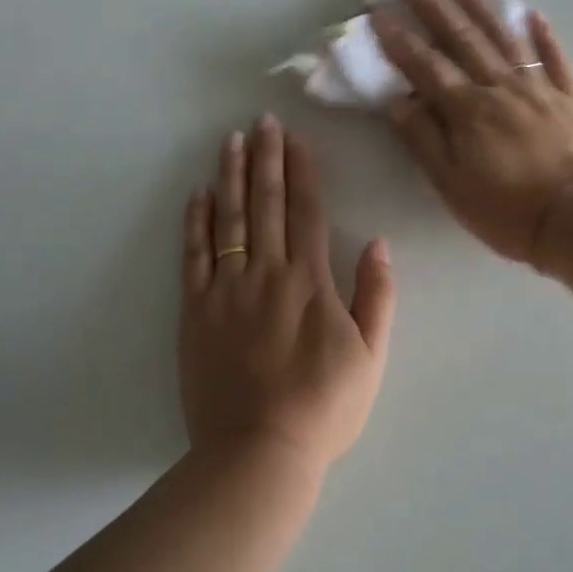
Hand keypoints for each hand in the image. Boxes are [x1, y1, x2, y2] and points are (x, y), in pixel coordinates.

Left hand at [179, 116, 396, 477]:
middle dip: (266, 158)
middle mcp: (266, 273)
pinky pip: (194, 256)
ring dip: (231, 177)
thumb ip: (376, 296)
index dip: (302, 170)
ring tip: (231, 141)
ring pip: (229, 219)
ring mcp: (226, 290)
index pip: (306, 211)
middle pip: (266, 204)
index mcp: (310, 281)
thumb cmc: (324, 406)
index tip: (295, 137)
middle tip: (261, 121)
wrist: (259, 450)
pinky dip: (196, 222)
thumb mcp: (371, 356)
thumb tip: (378, 243)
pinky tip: (198, 195)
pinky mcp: (195, 311)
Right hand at [372, 0, 572, 266]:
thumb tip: (396, 100)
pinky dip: (545, 35)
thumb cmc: (506, 210)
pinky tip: (534, 14)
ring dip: (484, 9)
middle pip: (465, 41)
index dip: (401, 40)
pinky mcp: (571, 99)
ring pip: (507, 40)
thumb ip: (423, 140)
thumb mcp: (450, 184)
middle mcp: (500, 88)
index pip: (427, 67)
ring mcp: (539, 89)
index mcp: (467, 110)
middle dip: (437, 9)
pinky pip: (557, 59)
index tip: (381, 13)